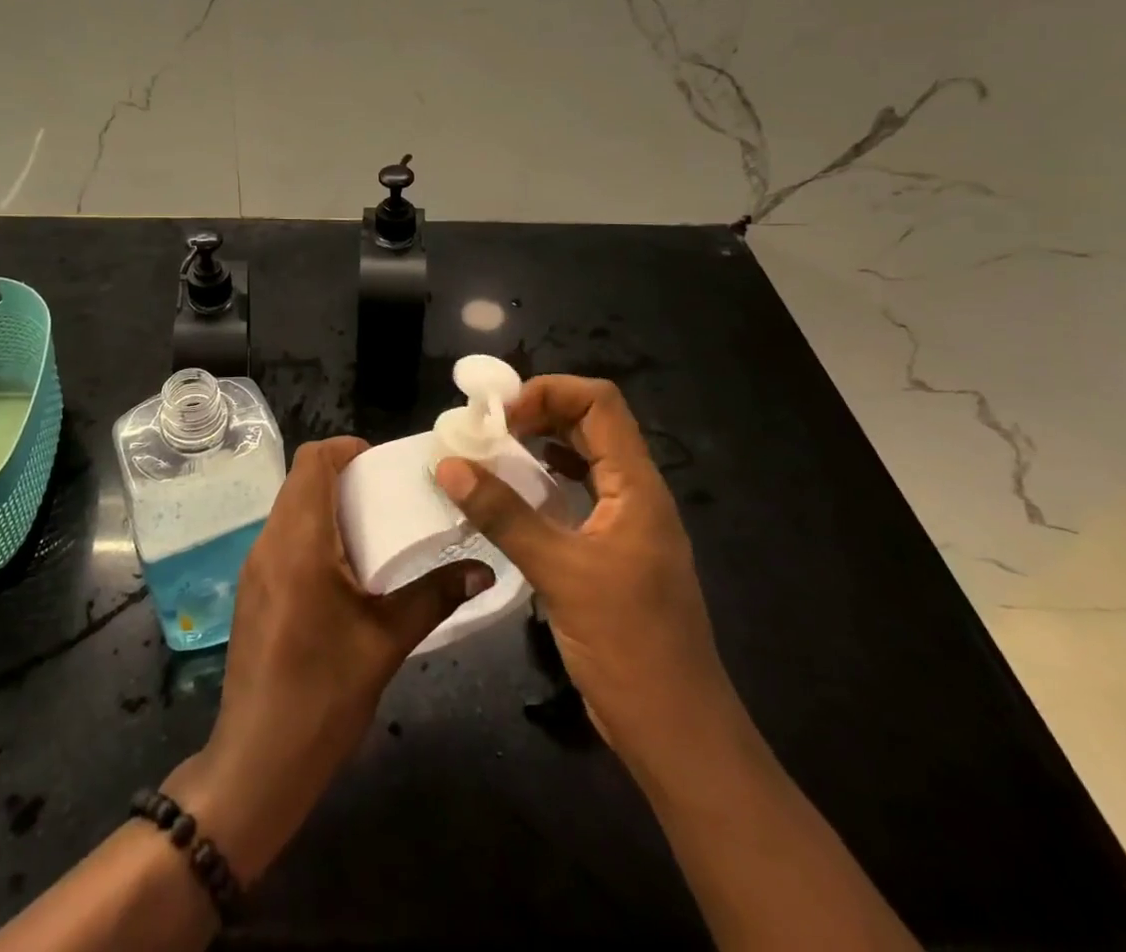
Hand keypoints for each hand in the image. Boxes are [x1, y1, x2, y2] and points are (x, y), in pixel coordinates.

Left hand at [165, 436, 490, 882]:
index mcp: (299, 541)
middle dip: (342, 477)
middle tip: (387, 496)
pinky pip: (282, 538)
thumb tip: (482, 570)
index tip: (382, 464)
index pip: (312, 460)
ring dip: (326, 505)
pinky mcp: (252, 590)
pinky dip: (311, 532)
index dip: (346, 449)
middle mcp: (269, 542)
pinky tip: (343, 570)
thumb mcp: (387, 642)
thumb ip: (433, 597)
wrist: (258, 760)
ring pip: (289, 509)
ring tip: (372, 530)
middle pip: (300, 481)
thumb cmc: (323, 694)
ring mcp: (254, 567)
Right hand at [434, 376, 733, 770]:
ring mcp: (624, 524)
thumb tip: (448, 464)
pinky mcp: (610, 552)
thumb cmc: (629, 646)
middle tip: (485, 430)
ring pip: (582, 459)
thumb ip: (504, 515)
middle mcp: (634, 494)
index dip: (549, 392)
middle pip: (590, 424)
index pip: (600, 403)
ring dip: (538, 446)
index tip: (501, 415)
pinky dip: (543, 483)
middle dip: (537, 413)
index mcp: (637, 486)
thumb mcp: (560, 573)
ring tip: (490, 454)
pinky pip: (576, 495)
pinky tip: (512, 496)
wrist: (676, 732)